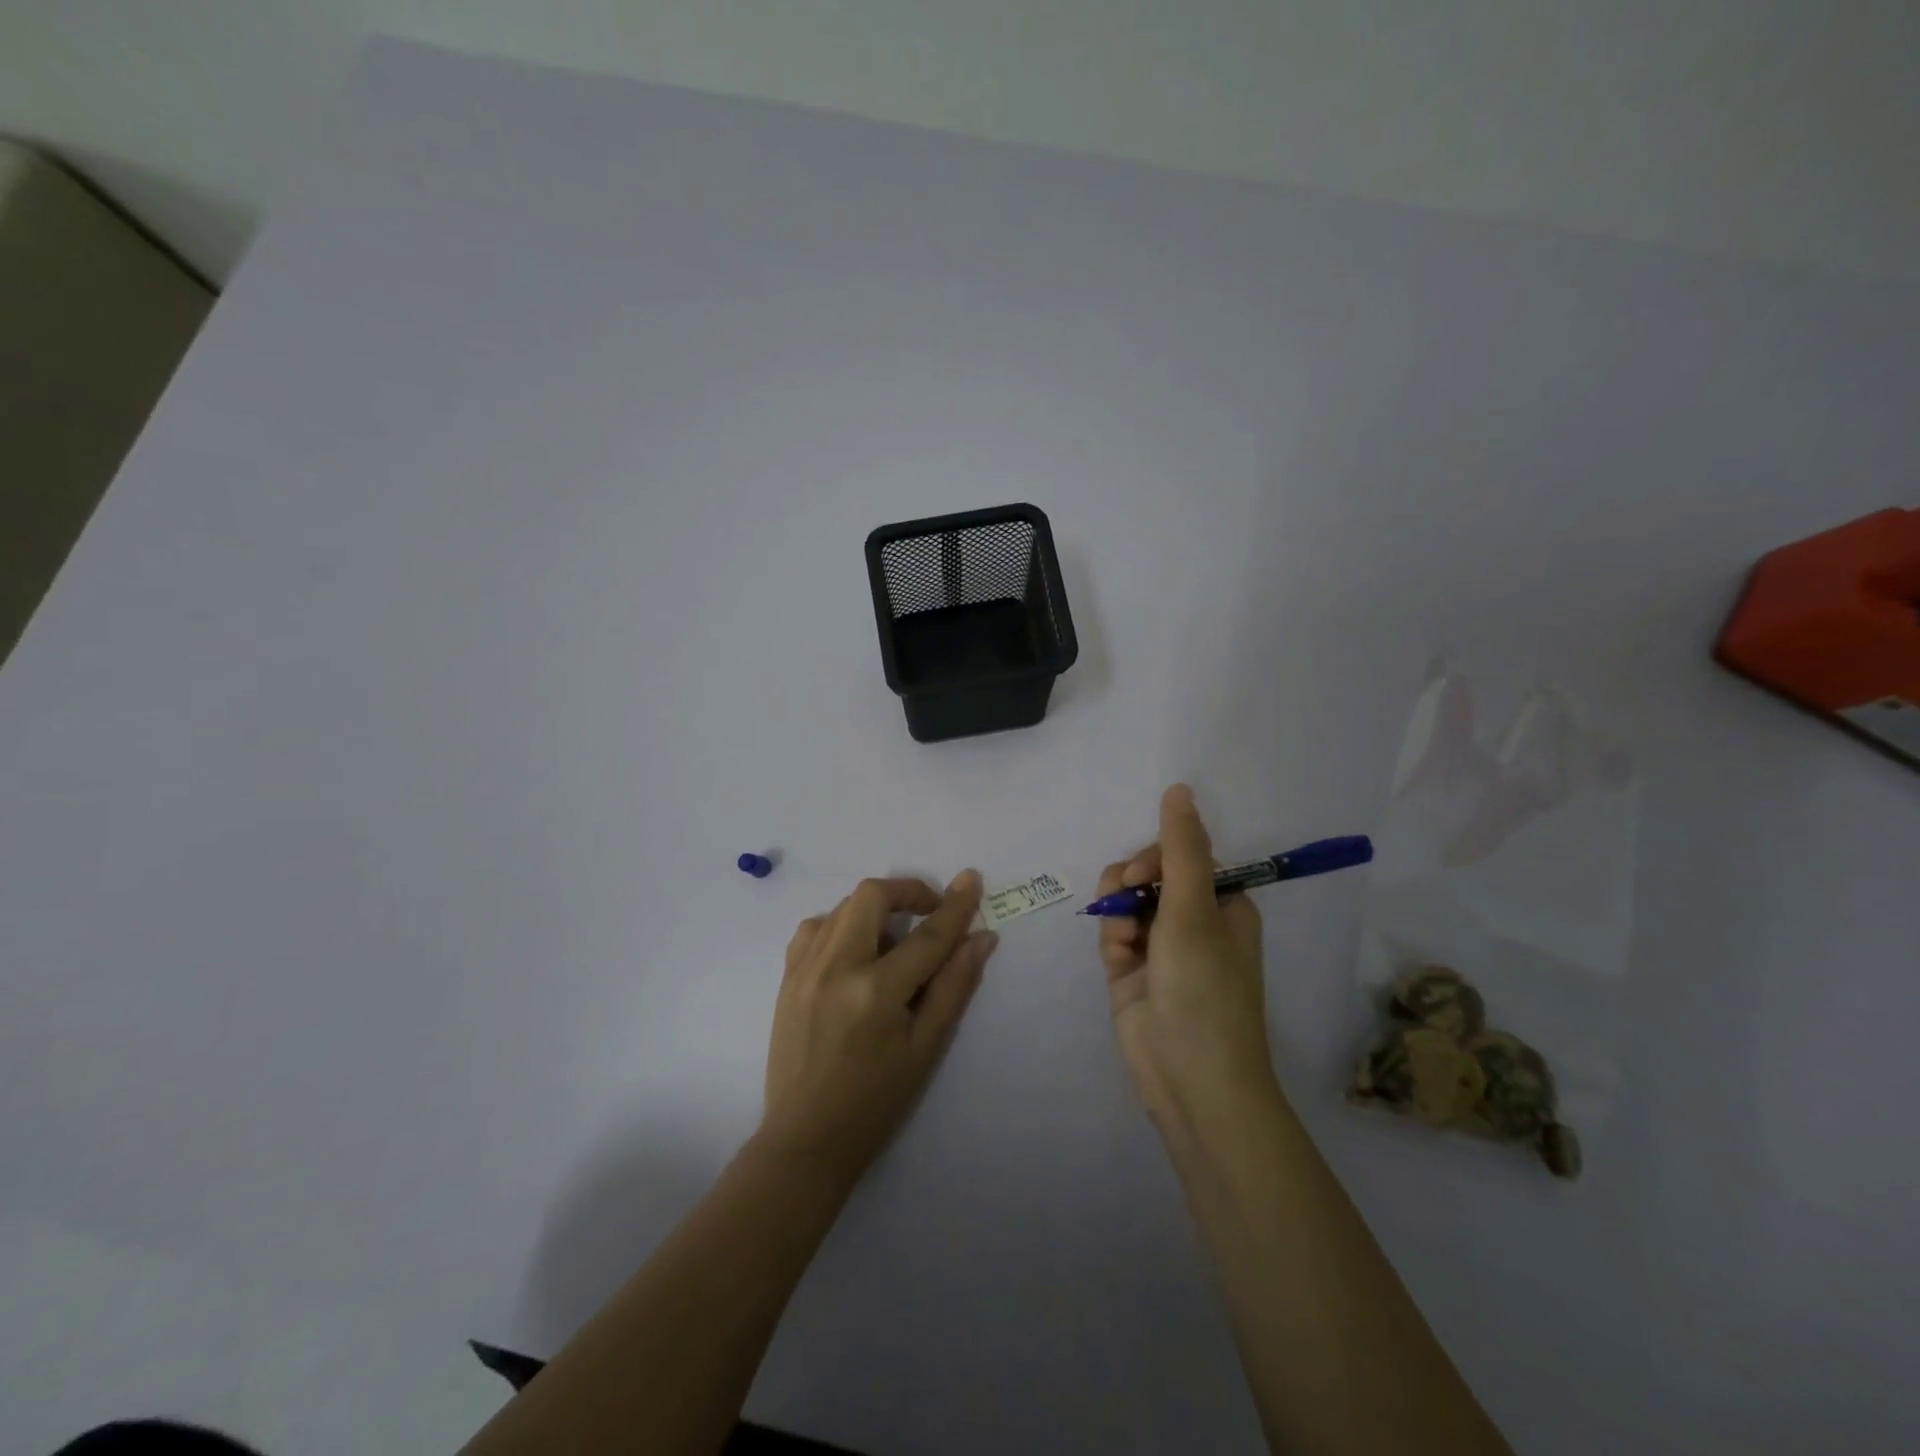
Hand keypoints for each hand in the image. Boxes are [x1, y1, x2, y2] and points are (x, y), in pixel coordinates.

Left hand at [759, 871, 997, 1183]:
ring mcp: (804, 969)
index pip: (926, 935)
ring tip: (893, 939)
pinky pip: (814, 927)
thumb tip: (982, 938)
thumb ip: (954, 986)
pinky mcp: (786, 976)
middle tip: (929, 912)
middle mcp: (836, 968)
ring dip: (875, 908)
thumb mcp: (926, 1048)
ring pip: (842, 906)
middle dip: (907, 892)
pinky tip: (854, 951)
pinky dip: (840, 924)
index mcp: (876, 992)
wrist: (806, 1139)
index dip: (955, 906)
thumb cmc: (876, 1101)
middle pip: (872, 896)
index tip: (972, 880)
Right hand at [1097, 785, 1277, 1138]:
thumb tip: (1179, 789)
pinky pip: (1115, 935)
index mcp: (1224, 905)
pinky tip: (1117, 959)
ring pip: (1126, 902)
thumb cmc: (1204, 988)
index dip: (1156, 857)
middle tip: (1125, 898)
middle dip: (1130, 882)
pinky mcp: (1133, 973)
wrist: (1191, 1080)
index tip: (1141, 874)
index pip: (1184, 855)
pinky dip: (1113, 939)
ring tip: (1122, 937)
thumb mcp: (1193, 911)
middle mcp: (1194, 922)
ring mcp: (1162, 949)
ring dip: (1117, 910)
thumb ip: (1180, 849)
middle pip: (1150, 875)